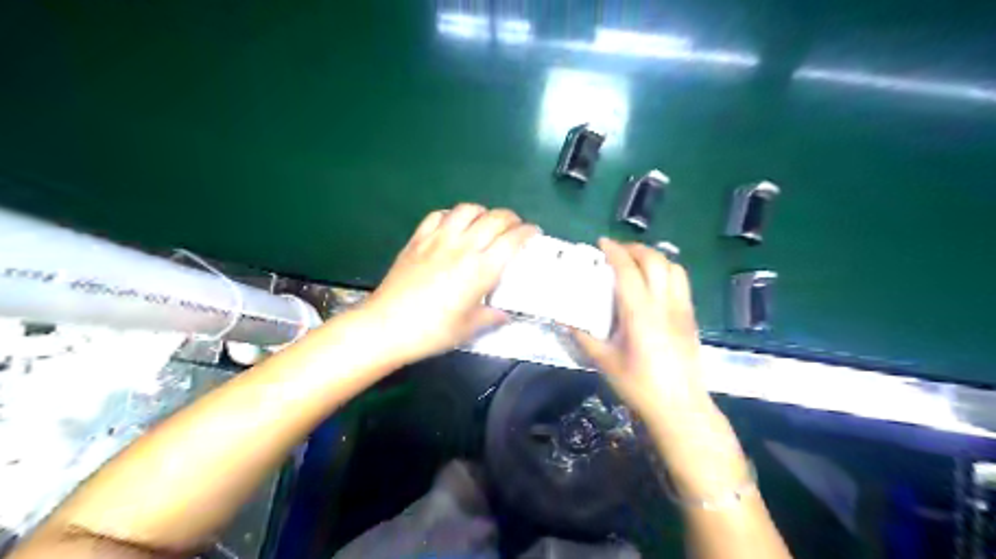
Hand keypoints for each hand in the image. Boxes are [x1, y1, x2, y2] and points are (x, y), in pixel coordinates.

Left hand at [363, 204, 541, 364]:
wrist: (387, 326)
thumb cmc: (433, 331)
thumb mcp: (468, 328)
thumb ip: (491, 317)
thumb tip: (504, 315)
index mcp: (481, 269)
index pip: (512, 240)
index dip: (527, 232)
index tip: (534, 232)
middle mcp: (463, 247)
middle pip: (494, 218)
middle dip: (511, 218)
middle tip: (515, 226)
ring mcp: (438, 239)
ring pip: (467, 210)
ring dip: (482, 211)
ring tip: (486, 221)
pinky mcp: (417, 239)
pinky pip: (438, 215)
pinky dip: (452, 214)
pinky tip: (453, 224)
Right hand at [573, 238, 710, 429]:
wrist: (680, 407)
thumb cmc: (639, 386)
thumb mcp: (605, 362)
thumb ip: (584, 337)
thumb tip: (565, 320)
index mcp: (640, 314)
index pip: (628, 270)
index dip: (614, 251)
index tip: (601, 243)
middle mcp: (664, 304)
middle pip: (654, 260)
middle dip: (634, 248)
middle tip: (616, 251)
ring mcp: (682, 309)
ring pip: (673, 266)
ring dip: (653, 256)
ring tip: (636, 262)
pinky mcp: (691, 316)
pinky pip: (682, 281)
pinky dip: (666, 270)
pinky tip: (653, 282)